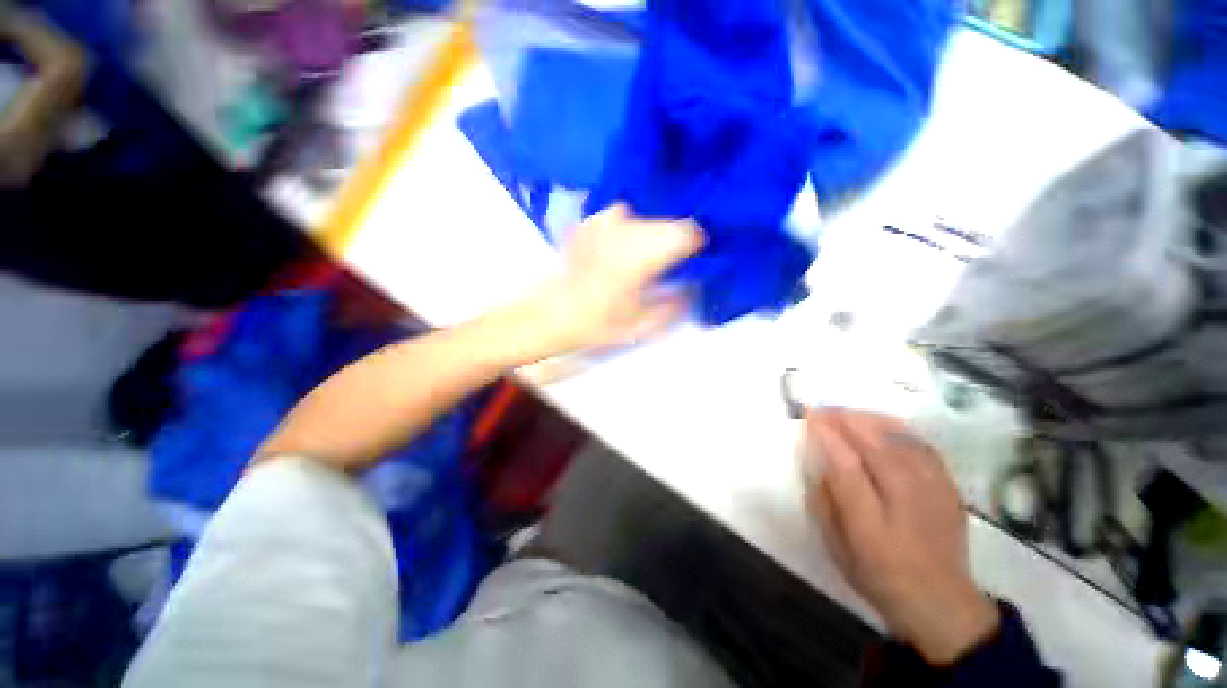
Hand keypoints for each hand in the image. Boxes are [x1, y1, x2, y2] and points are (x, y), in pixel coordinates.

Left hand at [531, 204, 703, 353]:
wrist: (551, 314)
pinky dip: (632, 226)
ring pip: (647, 217)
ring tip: (650, 256)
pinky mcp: (591, 221)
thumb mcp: (642, 325)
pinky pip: (624, 215)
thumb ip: (674, 305)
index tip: (699, 257)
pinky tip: (625, 246)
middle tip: (676, 261)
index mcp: (643, 254)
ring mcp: (606, 221)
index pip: (688, 232)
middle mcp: (627, 229)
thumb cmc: (598, 324)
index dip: (698, 242)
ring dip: (655, 233)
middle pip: (669, 222)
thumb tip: (693, 286)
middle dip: (677, 239)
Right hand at [803, 410, 999, 665]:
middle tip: (822, 409)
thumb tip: (817, 463)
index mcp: (871, 526)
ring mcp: (934, 493)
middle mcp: (905, 504)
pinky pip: (921, 445)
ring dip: (868, 419)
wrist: (941, 603)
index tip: (808, 416)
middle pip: (875, 445)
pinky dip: (897, 429)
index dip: (826, 436)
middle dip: (844, 420)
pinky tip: (881, 424)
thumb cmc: (878, 575)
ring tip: (846, 413)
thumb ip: (824, 503)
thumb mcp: (837, 547)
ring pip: (900, 440)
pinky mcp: (950, 487)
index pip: (846, 467)